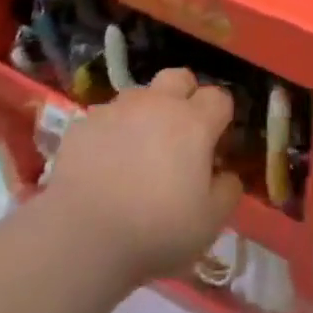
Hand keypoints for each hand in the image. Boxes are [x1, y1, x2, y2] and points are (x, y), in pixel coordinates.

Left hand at [45, 69, 242, 283]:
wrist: (84, 234)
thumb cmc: (157, 230)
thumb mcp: (210, 223)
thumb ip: (227, 190)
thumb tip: (226, 173)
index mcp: (193, 122)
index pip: (219, 97)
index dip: (221, 117)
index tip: (217, 143)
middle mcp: (156, 104)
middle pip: (179, 77)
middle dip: (186, 95)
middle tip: (182, 133)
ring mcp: (117, 109)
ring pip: (139, 94)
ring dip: (146, 113)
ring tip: (139, 151)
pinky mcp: (84, 122)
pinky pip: (105, 117)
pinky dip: (111, 133)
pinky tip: (104, 164)